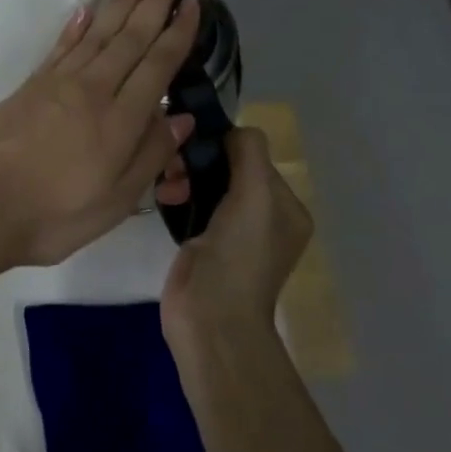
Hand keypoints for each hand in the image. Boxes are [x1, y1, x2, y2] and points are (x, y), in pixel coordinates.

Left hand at [0, 0, 201, 268]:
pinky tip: (89, 9)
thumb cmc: (55, 215)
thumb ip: (151, 156)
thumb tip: (181, 118)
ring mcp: (58, 83)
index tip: (193, 2)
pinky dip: (78, 24)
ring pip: (98, 32)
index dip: (178, 32)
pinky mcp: (30, 86)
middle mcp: (93, 90)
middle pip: (130, 37)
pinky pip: (61, 45)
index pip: (157, 65)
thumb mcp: (116, 202)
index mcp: (121, 120)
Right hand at [161, 127, 312, 343]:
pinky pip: (192, 205)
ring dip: (184, 177)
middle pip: (230, 169)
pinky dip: (178, 196)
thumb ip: (249, 153)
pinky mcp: (203, 244)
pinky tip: (163, 197)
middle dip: (200, 162)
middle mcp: (264, 218)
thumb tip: (231, 131)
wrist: (210, 319)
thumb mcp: (255, 197)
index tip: (194, 146)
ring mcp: (232, 233)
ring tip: (166, 188)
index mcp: (287, 209)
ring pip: (208, 185)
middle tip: (173, 168)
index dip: (225, 147)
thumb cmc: (238, 257)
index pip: (255, 157)